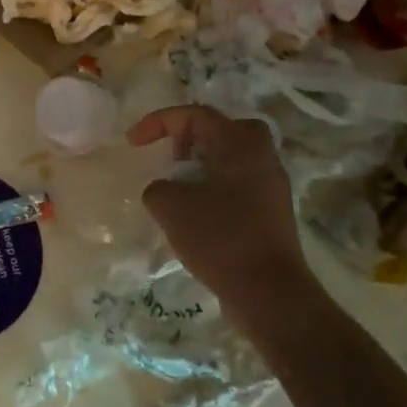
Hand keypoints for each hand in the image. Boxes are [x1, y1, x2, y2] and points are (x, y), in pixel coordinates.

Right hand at [127, 105, 317, 307]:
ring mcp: (272, 185)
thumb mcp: (170, 207)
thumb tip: (166, 190)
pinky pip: (239, 184)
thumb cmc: (219, 238)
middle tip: (171, 159)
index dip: (158, 122)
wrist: (269, 291)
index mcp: (240, 143)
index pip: (195, 115)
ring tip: (179, 190)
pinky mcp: (273, 211)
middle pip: (222, 130)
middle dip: (190, 139)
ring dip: (202, 166)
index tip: (133, 142)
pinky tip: (198, 216)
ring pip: (232, 158)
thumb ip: (158, 188)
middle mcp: (262, 156)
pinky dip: (215, 188)